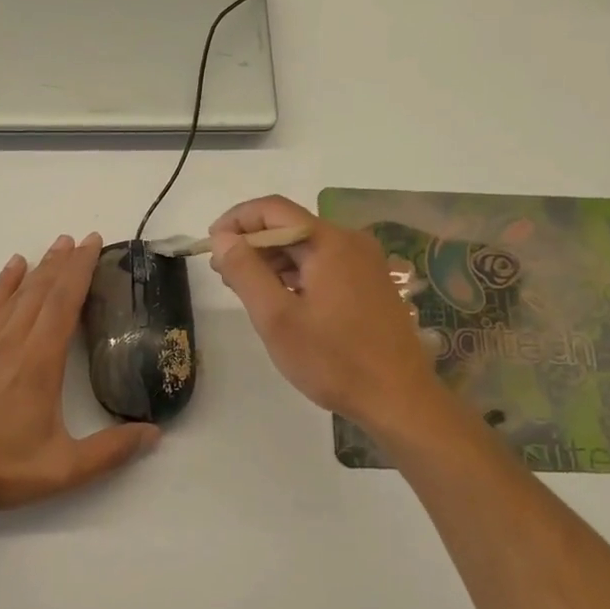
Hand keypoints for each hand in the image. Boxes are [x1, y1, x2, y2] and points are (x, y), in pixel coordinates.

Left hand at [0, 233, 159, 517]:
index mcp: (38, 365)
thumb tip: (155, 433)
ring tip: (55, 246)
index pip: (62, 305)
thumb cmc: (1, 471)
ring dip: (37, 269)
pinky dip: (1, 286)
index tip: (93, 244)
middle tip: (82, 238)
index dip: (79, 271)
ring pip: (14, 296)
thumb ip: (111, 451)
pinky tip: (11, 269)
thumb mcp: (64, 470)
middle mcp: (10, 345)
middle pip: (40, 292)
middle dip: (63, 262)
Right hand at [209, 195, 443, 432]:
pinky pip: (325, 266)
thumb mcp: (276, 318)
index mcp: (329, 242)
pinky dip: (297, 275)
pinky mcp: (371, 285)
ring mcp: (365, 263)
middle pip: (291, 227)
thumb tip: (223, 238)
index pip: (272, 210)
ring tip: (246, 290)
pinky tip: (281, 300)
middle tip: (224, 275)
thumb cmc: (333, 360)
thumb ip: (246, 271)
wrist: (398, 398)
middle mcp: (351, 242)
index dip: (236, 221)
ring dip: (273, 262)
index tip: (211, 246)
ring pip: (308, 248)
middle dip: (252, 244)